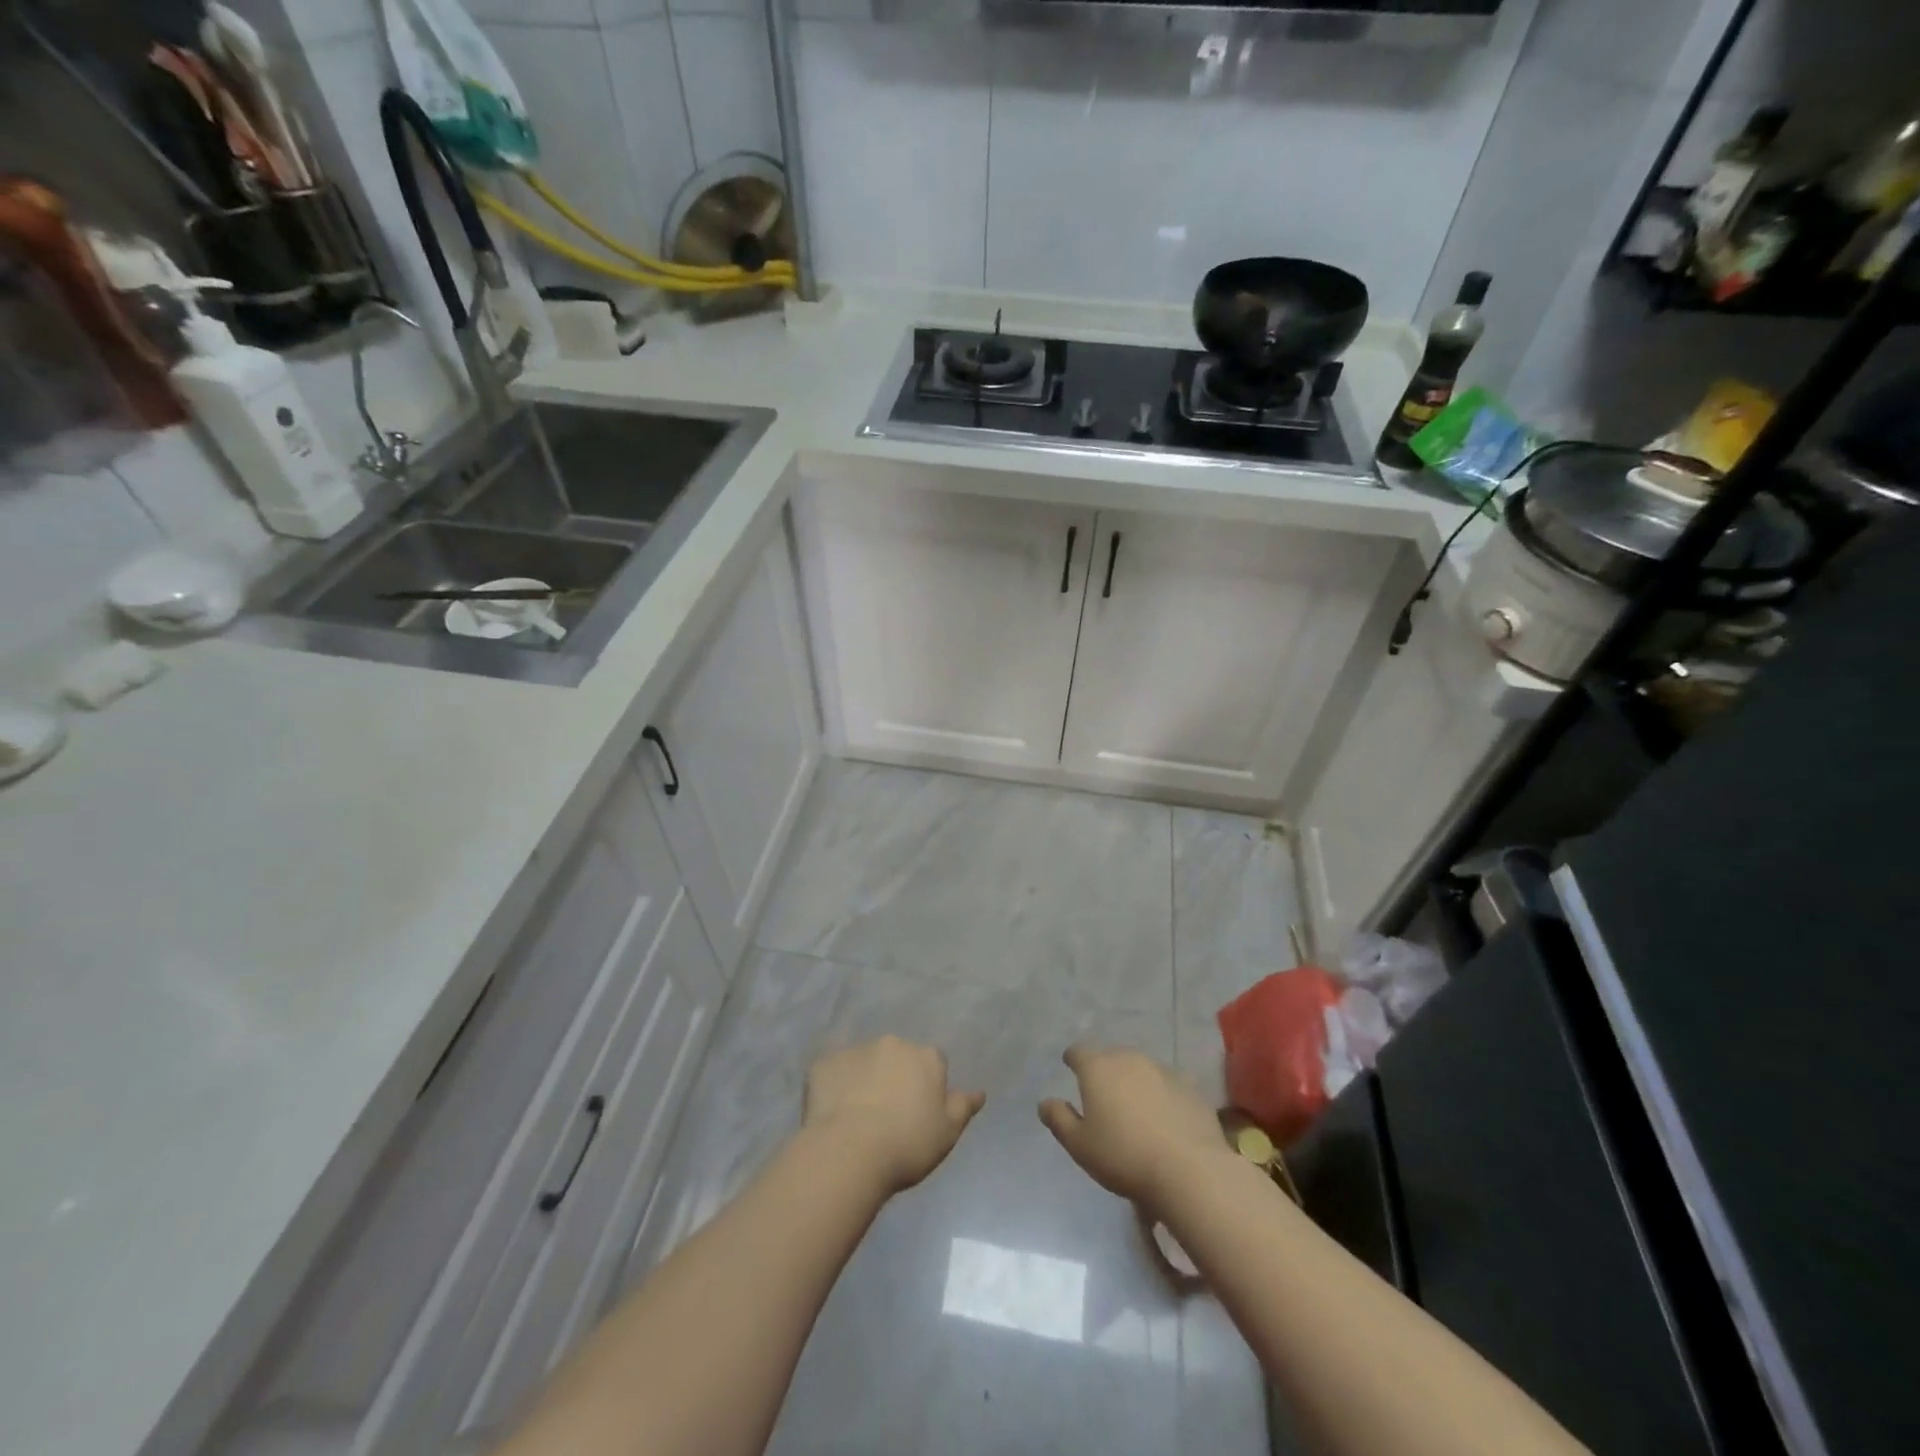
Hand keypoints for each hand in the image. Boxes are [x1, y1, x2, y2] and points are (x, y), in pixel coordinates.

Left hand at [804, 1036, 984, 1191]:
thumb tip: (979, 1092)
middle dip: (895, 1077)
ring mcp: (856, 1050)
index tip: (919, 1114)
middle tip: (888, 1116)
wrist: (849, 1152)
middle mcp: (892, 1043)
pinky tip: (832, 1115)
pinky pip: (833, 1073)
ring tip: (857, 1118)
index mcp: (925, 1056)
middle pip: (898, 1057)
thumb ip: (964, 1107)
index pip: (933, 1063)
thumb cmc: (907, 1144)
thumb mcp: (947, 1133)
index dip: (927, 1087)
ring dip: (864, 1080)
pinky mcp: (823, 1064)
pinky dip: (835, 1088)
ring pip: (864, 1062)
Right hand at [1039, 1045, 1227, 1210]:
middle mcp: (1129, 1059)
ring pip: (1140, 1068)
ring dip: (1134, 1080)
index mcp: (1098, 1068)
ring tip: (1134, 1105)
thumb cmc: (1124, 1156)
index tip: (1070, 1066)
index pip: (1079, 1051)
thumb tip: (1045, 1102)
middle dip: (1104, 1069)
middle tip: (1102, 1093)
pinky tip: (1165, 1115)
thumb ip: (1059, 1120)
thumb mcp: (1080, 1145)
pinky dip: (1161, 1093)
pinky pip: (1167, 1083)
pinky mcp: (1190, 1086)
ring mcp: (1162, 1069)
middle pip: (1111, 1056)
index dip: (1073, 1058)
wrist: (1188, 1170)